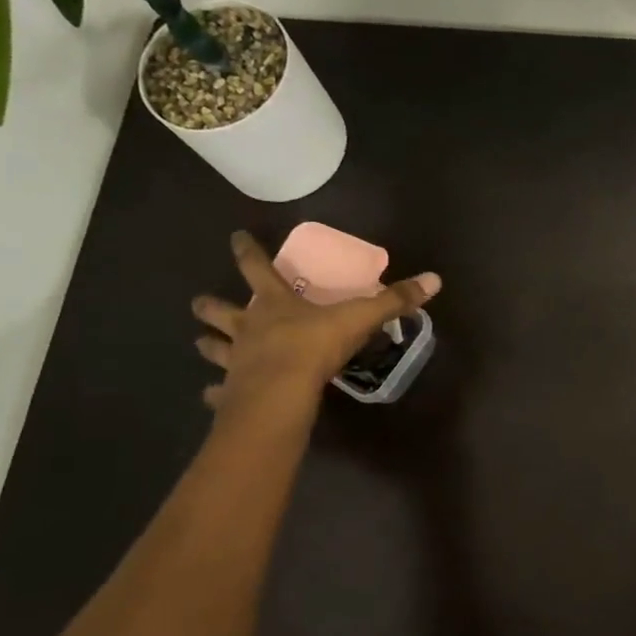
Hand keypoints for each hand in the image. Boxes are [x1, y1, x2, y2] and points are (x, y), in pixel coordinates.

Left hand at [192, 231, 440, 418]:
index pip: (256, 268)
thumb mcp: (359, 318)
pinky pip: (219, 392)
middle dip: (210, 306)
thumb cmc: (315, 347)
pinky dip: (215, 393)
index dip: (247, 251)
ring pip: (213, 348)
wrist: (282, 393)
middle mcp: (247, 327)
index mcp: (274, 304)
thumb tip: (434, 279)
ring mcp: (235, 360)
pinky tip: (211, 398)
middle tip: (201, 303)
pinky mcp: (231, 392)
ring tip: (202, 344)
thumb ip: (394, 300)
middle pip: (220, 310)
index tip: (236, 237)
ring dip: (208, 344)